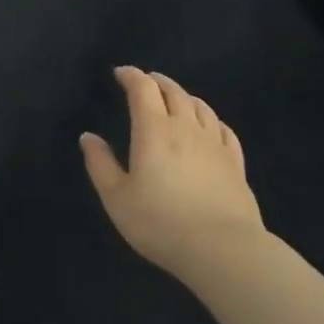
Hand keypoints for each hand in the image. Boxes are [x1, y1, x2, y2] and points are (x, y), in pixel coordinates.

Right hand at [81, 67, 265, 278]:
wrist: (223, 250)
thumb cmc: (160, 222)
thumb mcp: (116, 197)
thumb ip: (100, 164)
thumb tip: (88, 137)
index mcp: (153, 130)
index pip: (143, 88)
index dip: (131, 75)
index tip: (120, 73)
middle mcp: (185, 128)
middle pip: (173, 91)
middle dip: (156, 81)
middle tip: (145, 81)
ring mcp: (214, 144)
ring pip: (200, 106)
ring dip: (183, 95)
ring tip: (174, 97)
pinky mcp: (235, 163)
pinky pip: (223, 129)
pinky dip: (211, 119)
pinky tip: (208, 125)